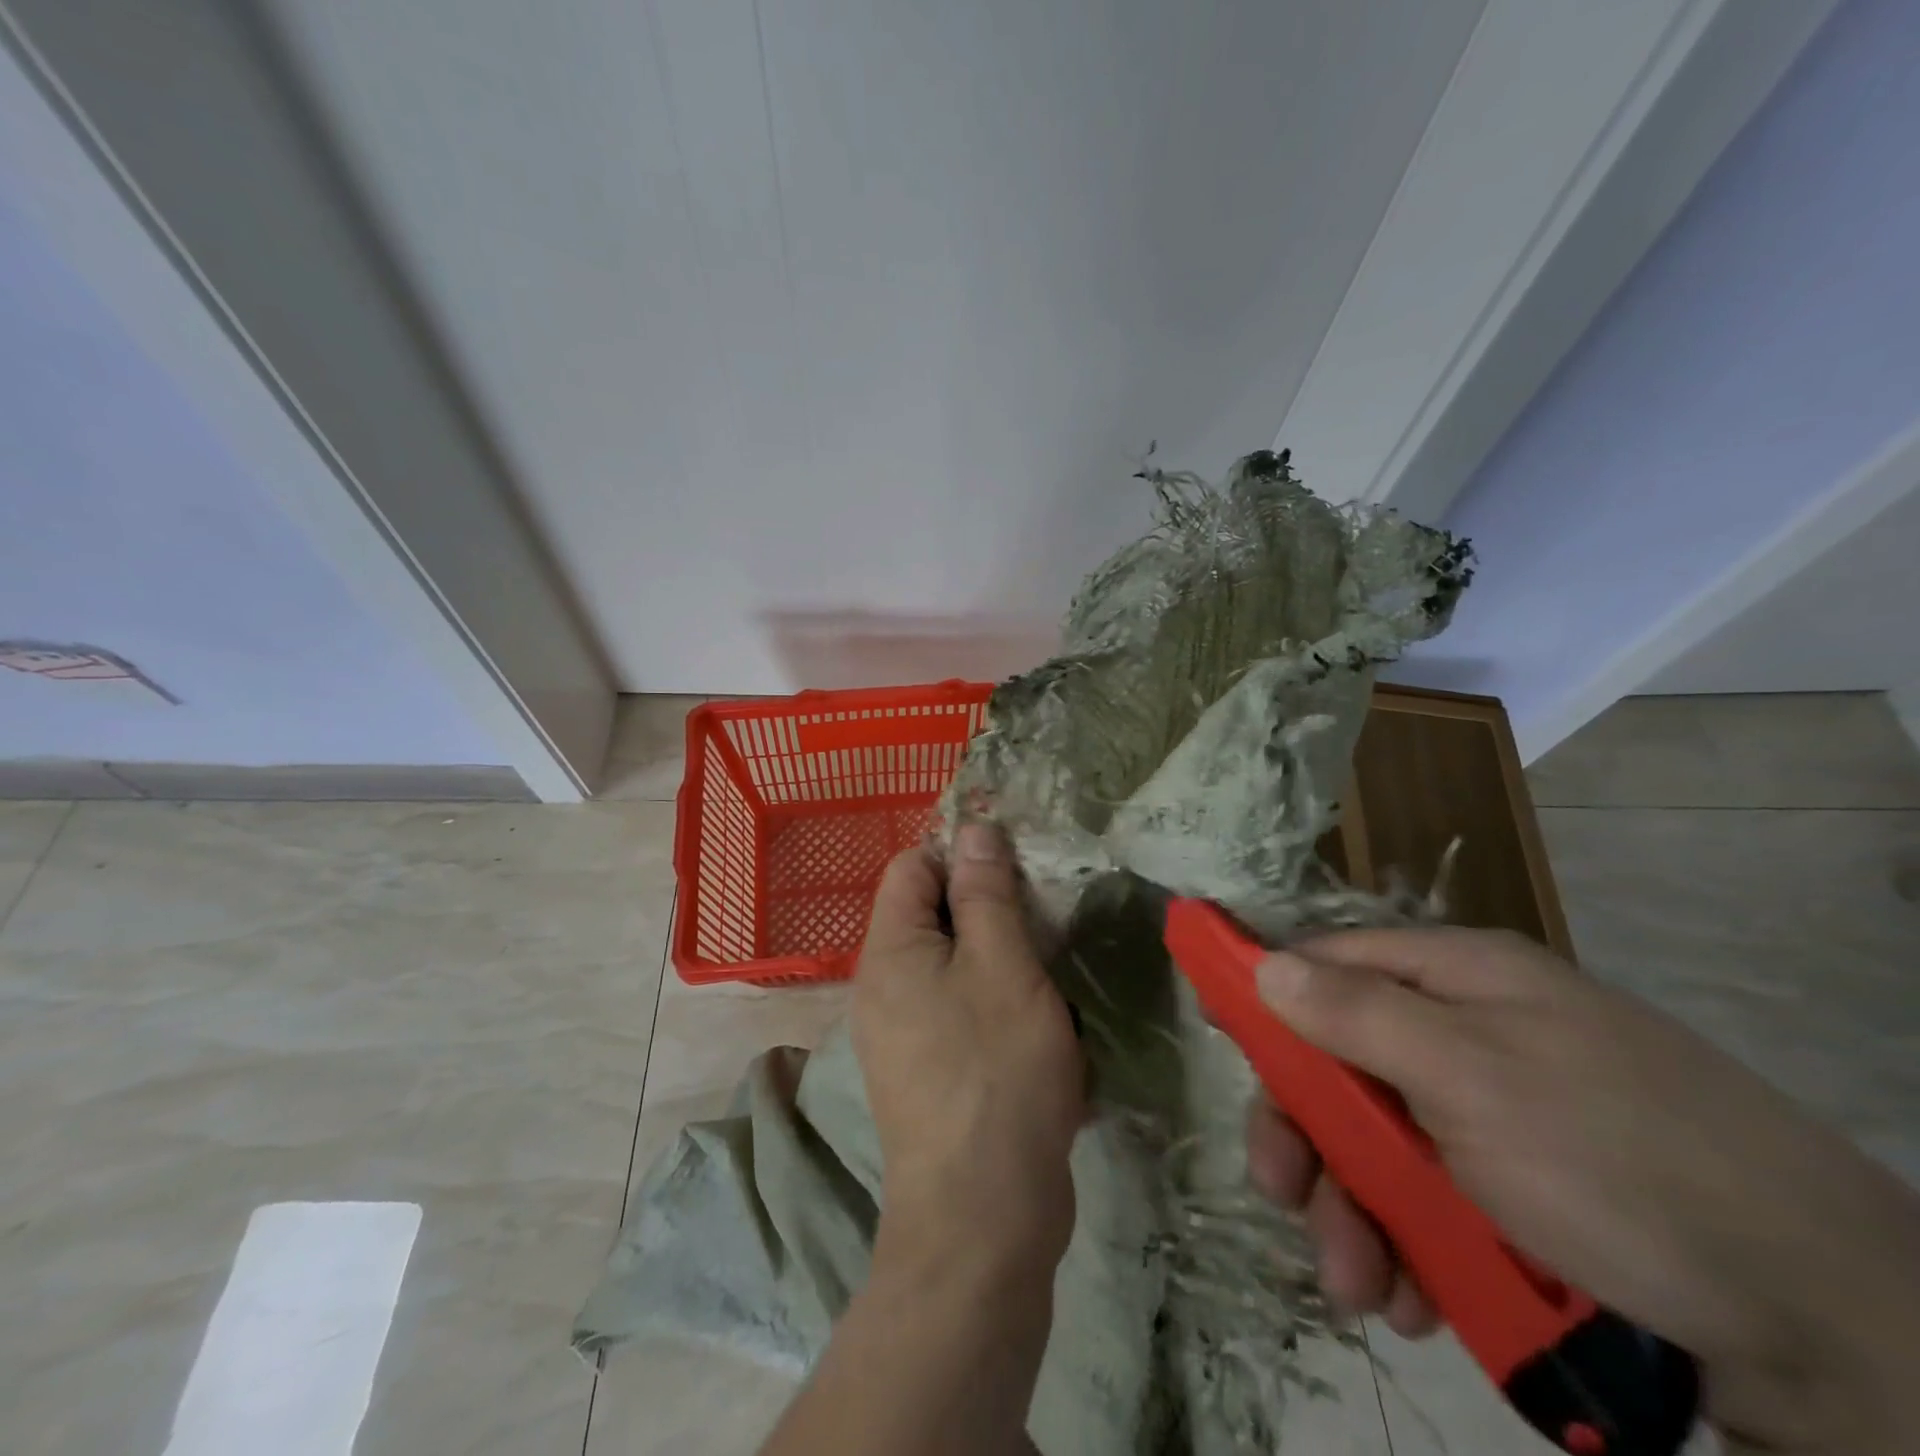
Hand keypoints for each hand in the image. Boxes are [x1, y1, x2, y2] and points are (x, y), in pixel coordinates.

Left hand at [853, 824, 1084, 1276]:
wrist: (983, 1215)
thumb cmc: (996, 1070)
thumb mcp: (1002, 964)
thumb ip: (985, 893)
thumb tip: (972, 829)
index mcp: (889, 950)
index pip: (912, 866)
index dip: (960, 853)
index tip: (1018, 866)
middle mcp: (882, 986)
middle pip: (930, 913)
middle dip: (985, 904)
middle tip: (1043, 915)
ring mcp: (901, 1032)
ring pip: (950, 962)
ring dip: (996, 953)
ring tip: (1047, 962)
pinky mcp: (927, 1070)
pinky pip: (956, 1006)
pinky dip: (992, 997)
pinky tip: (1034, 1016)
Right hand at [1246, 927, 1919, 1454]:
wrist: (1840, 1333)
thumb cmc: (1621, 1162)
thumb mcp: (1471, 1077)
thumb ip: (1355, 1016)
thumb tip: (1262, 963)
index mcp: (1459, 979)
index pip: (1328, 961)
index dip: (1266, 987)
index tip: (1212, 1024)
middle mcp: (1471, 1033)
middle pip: (1343, 1062)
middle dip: (1309, 1136)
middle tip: (1286, 1198)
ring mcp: (1498, 1114)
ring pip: (1380, 1143)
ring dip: (1355, 1212)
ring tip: (1364, 1288)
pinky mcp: (1524, 1189)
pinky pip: (1431, 1200)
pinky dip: (1411, 1246)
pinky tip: (1420, 1298)